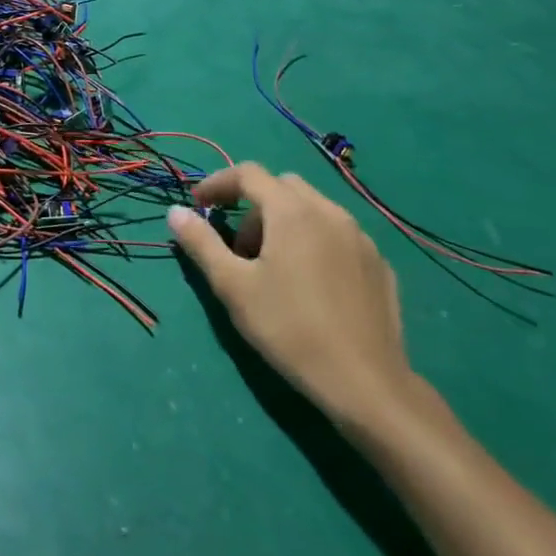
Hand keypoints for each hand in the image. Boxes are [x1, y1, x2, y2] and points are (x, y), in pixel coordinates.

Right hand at [168, 163, 412, 429]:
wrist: (365, 382)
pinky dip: (313, 241)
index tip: (198, 205)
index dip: (217, 183)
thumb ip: (201, 242)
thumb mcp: (232, 286)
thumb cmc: (288, 328)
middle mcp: (330, 212)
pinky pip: (337, 235)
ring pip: (313, 209)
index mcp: (292, 211)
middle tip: (237, 247)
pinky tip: (309, 284)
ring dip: (283, 222)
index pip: (249, 174)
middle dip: (252, 206)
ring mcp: (361, 237)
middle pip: (282, 187)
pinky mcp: (379, 264)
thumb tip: (176, 212)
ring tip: (272, 268)